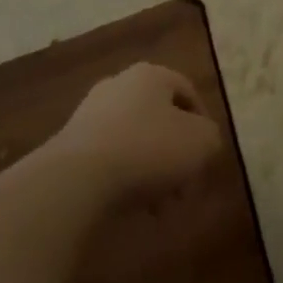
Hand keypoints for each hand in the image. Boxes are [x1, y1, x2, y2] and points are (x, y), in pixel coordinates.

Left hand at [50, 61, 221, 206]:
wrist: (78, 177)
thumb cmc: (149, 149)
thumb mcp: (201, 143)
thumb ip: (210, 137)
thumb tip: (203, 140)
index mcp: (151, 74)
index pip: (187, 91)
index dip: (203, 124)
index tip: (208, 157)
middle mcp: (119, 84)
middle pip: (160, 119)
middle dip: (177, 155)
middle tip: (186, 188)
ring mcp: (91, 113)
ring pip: (136, 141)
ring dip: (153, 172)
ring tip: (160, 207)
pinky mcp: (72, 143)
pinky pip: (110, 159)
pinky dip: (125, 179)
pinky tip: (132, 206)